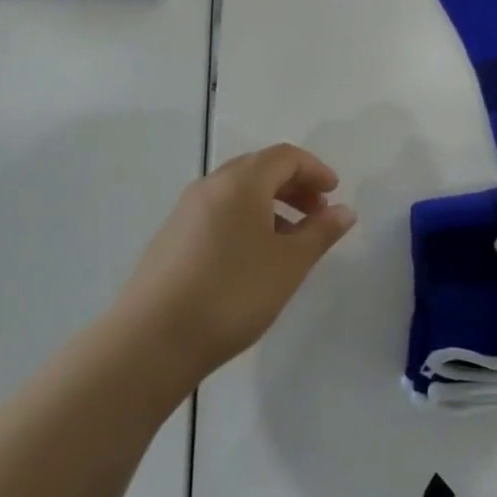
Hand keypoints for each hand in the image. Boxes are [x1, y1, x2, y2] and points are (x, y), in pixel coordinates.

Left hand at [117, 144, 355, 383]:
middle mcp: (210, 186)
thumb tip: (344, 211)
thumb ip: (321, 232)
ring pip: (237, 193)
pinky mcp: (170, 239)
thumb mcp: (289, 264)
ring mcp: (185, 212)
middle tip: (317, 215)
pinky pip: (218, 213)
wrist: (151, 341)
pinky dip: (245, 221)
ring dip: (270, 206)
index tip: (334, 194)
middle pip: (260, 169)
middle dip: (294, 186)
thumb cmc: (232, 293)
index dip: (315, 170)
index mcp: (241, 181)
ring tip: (289, 242)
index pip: (285, 156)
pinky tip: (252, 259)